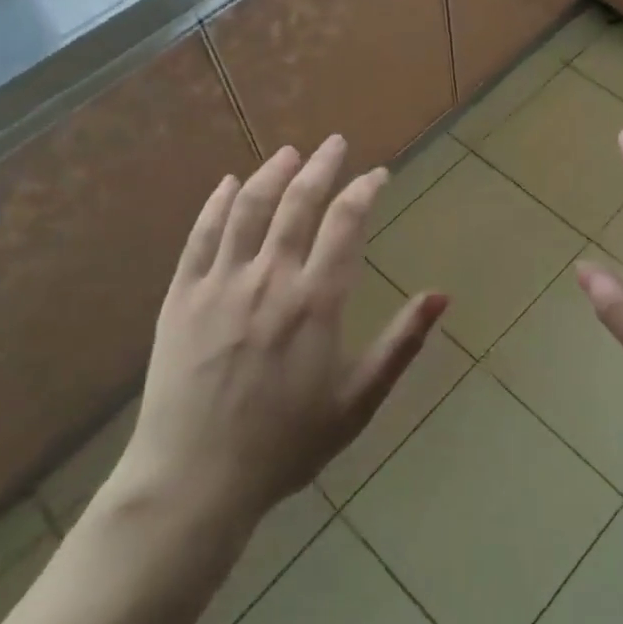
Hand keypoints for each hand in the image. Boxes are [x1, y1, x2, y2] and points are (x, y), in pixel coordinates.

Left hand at [117, 136, 447, 528]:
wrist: (195, 480)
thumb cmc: (286, 444)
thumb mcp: (358, 401)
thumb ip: (401, 344)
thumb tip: (441, 296)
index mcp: (316, 301)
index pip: (346, 223)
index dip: (365, 191)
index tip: (378, 175)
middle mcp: (269, 277)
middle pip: (299, 202)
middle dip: (322, 166)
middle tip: (336, 143)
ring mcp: (220, 283)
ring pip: (249, 208)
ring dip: (273, 174)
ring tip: (290, 152)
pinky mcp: (181, 295)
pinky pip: (200, 236)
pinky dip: (217, 204)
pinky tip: (229, 184)